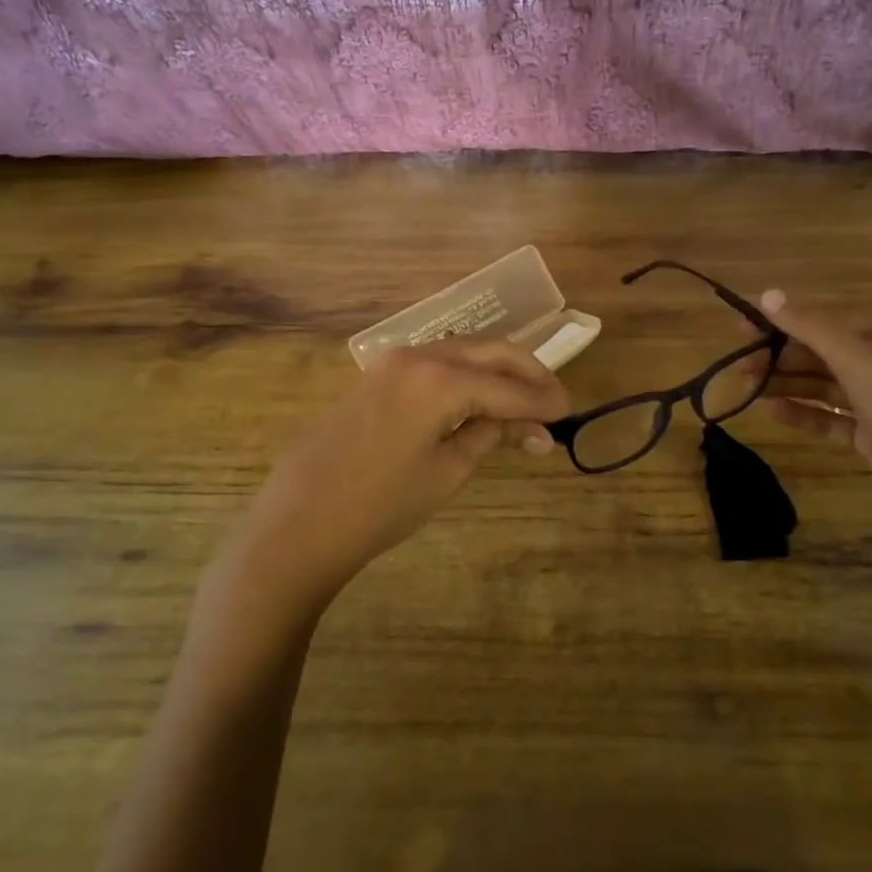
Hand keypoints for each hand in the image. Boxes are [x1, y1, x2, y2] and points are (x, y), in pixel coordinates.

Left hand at [217, 338, 570, 616]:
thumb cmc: (380, 504)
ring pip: (463, 351)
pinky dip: (468, 374)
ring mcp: (394, 361)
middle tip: (555, 399)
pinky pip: (437, 362)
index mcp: (441, 378)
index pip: (509, 386)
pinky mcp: (379, 375)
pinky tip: (482, 396)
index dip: (543, 401)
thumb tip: (527, 423)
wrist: (301, 520)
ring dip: (498, 370)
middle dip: (528, 372)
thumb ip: (490, 433)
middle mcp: (420, 355)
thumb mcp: (447, 470)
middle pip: (490, 351)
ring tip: (525, 399)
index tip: (571, 411)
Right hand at [748, 289, 871, 532]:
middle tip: (740, 364)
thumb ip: (811, 328)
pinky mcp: (871, 440)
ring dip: (786, 384)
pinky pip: (829, 419)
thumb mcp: (859, 361)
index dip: (787, 323)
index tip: (745, 328)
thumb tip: (767, 294)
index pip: (831, 323)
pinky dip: (802, 413)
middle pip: (825, 354)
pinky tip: (771, 410)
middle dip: (782, 357)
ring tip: (747, 386)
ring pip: (824, 387)